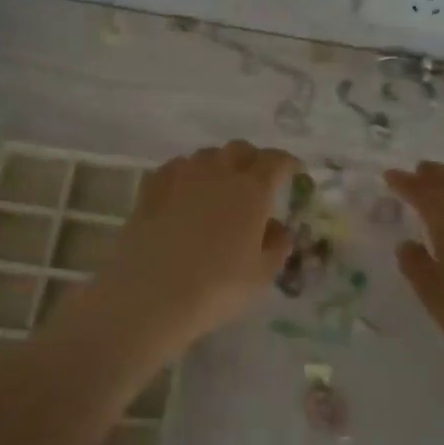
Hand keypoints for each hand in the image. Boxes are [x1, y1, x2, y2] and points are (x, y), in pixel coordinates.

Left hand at [67, 140, 299, 360]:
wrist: (150, 295)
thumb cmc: (216, 288)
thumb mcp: (261, 275)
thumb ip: (277, 246)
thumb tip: (278, 228)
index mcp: (251, 190)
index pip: (275, 161)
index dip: (287, 163)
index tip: (294, 172)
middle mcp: (217, 173)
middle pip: (239, 149)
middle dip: (252, 159)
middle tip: (257, 180)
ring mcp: (180, 177)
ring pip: (205, 155)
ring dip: (218, 164)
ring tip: (220, 186)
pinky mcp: (150, 190)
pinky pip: (173, 169)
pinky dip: (186, 174)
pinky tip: (183, 192)